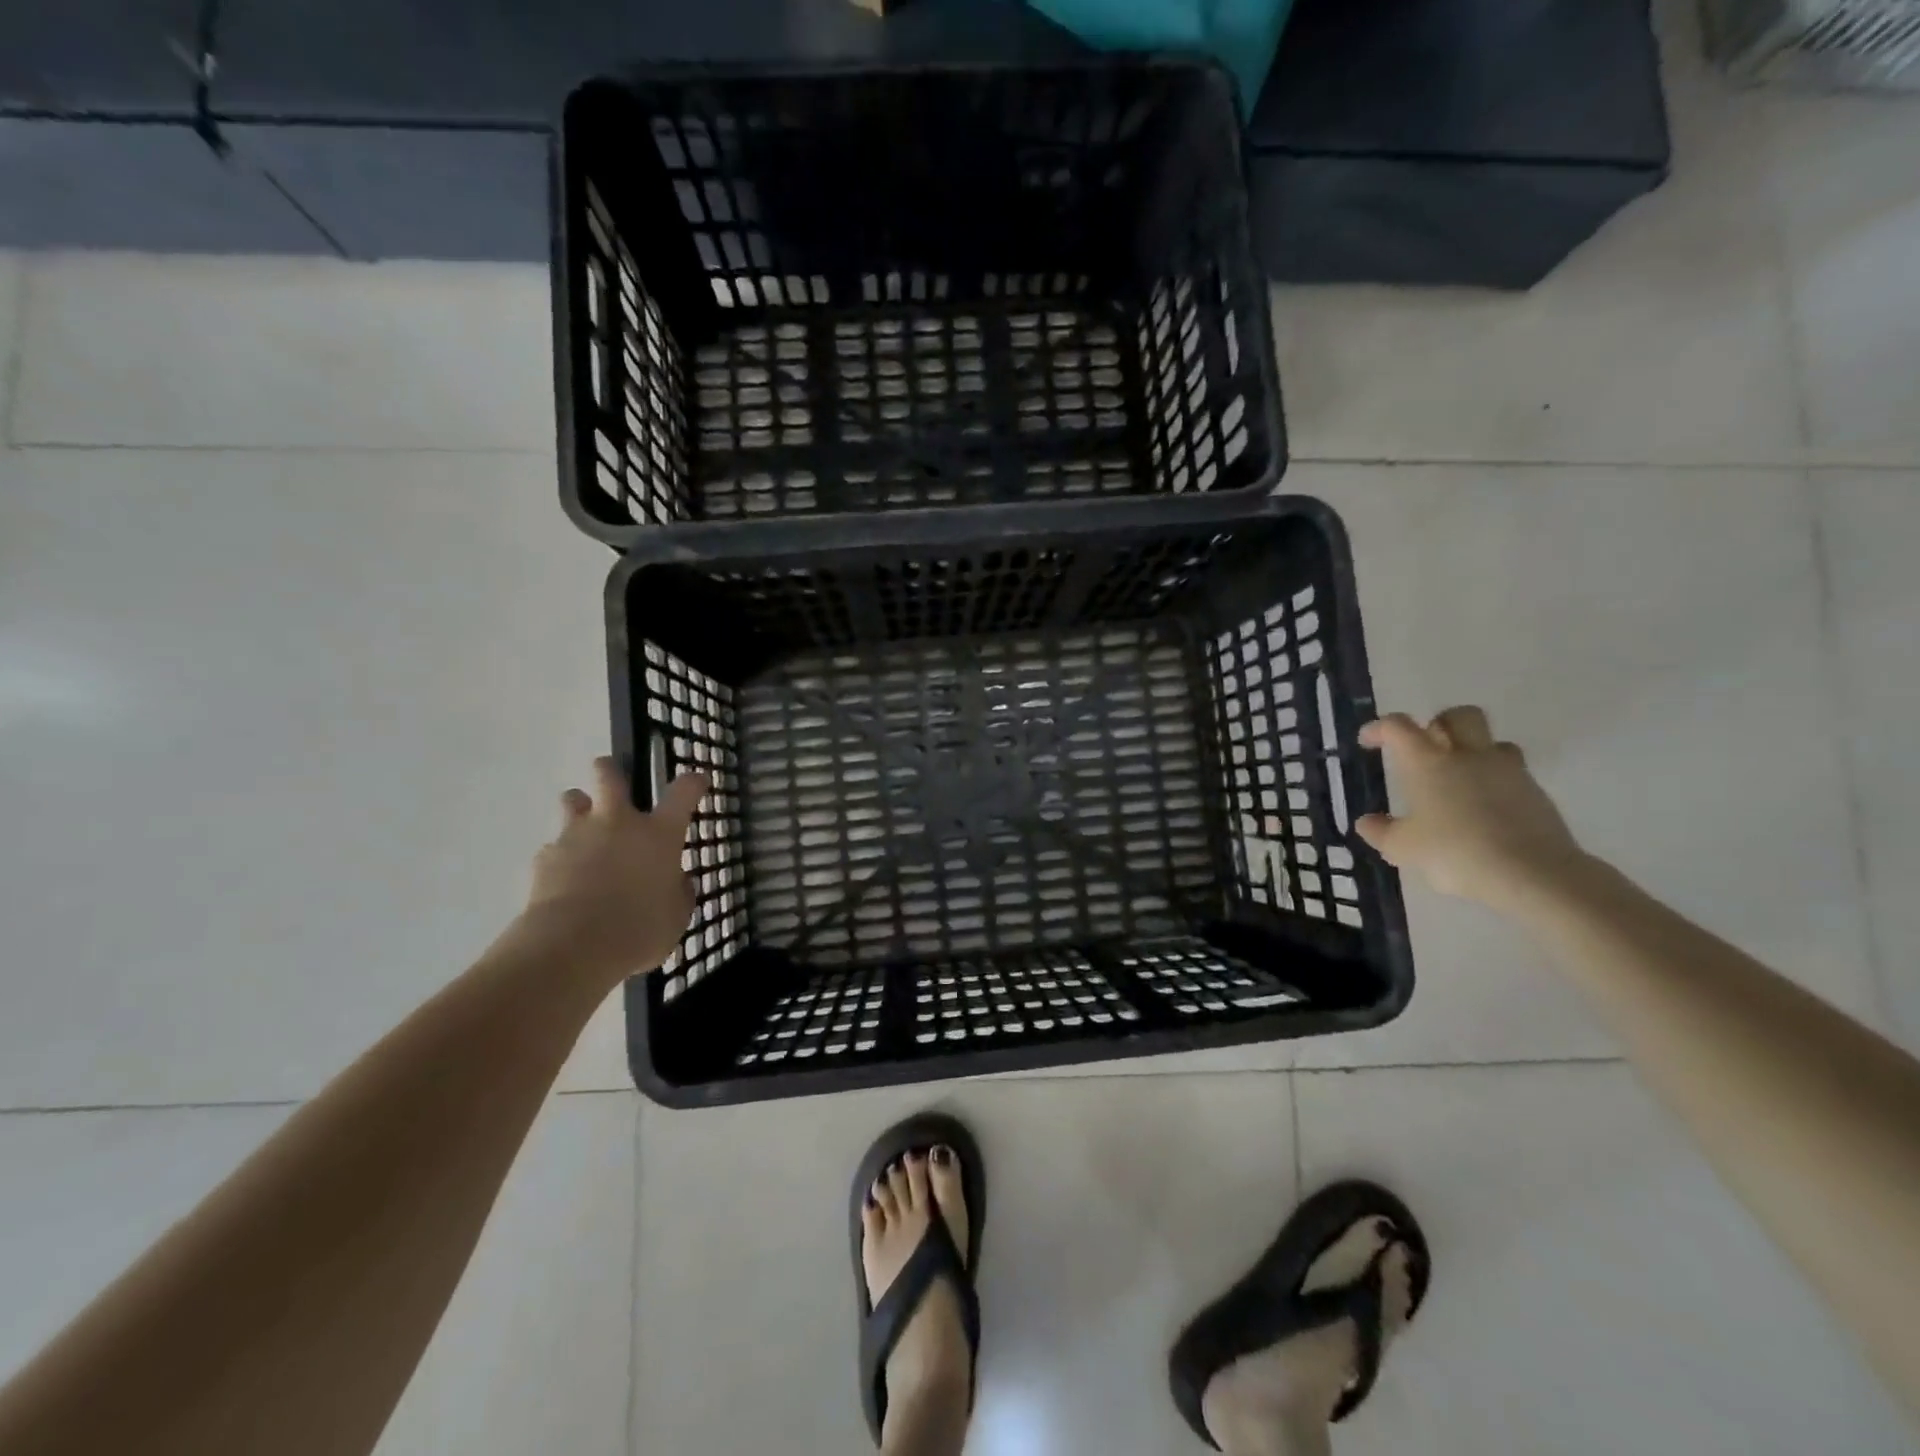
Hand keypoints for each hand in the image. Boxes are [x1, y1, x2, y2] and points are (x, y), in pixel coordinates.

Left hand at [516, 756, 708, 980]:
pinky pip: (553, 847)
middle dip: (610, 770)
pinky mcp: (544, 858)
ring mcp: (576, 836)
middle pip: (609, 775)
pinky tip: (565, 880)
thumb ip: (678, 892)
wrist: (569, 948)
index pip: (683, 792)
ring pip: (572, 801)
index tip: (698, 780)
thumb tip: (675, 881)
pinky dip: (561, 857)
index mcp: (658, 834)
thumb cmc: (638, 930)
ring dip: (580, 808)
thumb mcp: (676, 916)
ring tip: (585, 829)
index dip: (693, 782)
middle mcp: (617, 824)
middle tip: (613, 779)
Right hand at [1356, 706, 1588, 912]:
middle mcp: (1468, 755)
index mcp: (1427, 762)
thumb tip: (1367, 822)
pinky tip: (1486, 809)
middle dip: (1439, 724)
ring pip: (1492, 741)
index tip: (1369, 741)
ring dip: (1474, 750)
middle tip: (1426, 748)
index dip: (1380, 728)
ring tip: (1460, 778)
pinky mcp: (1536, 792)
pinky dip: (1496, 781)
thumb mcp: (1404, 848)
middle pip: (1458, 716)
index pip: (1398, 727)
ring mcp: (1507, 771)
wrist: (1532, 873)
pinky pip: (1512, 772)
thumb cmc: (1455, 853)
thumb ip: (1382, 832)